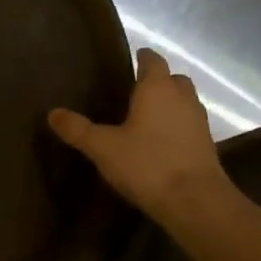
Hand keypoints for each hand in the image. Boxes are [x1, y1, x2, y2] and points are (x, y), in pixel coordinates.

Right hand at [49, 49, 232, 223]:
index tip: (131, 59)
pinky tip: (159, 142)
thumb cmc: (147, 164)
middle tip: (136, 90)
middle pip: (174, 79)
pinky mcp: (207, 146)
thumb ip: (78, 129)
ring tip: (145, 116)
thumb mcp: (102, 147)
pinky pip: (189, 125)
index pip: (153, 60)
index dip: (143, 57)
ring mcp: (199, 122)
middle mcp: (182, 98)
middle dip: (159, 80)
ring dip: (170, 104)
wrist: (196, 203)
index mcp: (157, 88)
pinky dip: (177, 126)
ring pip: (185, 102)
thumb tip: (53, 113)